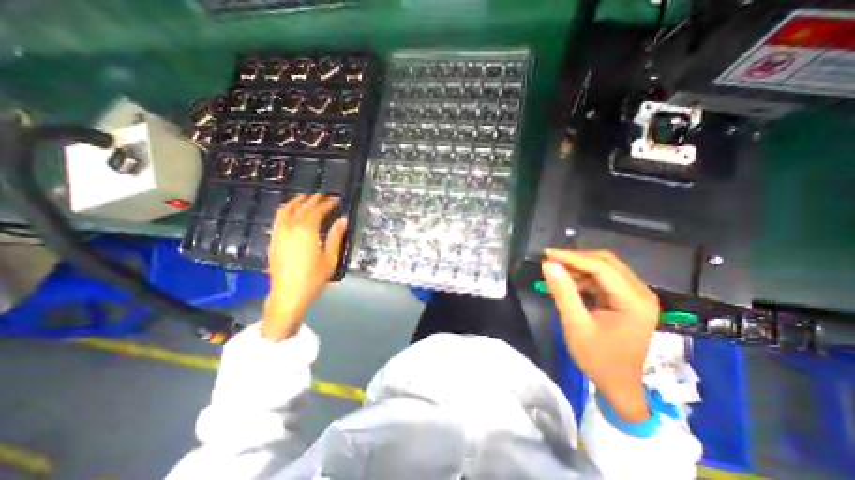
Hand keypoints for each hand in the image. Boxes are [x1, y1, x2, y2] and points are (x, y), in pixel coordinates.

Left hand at [265, 194, 350, 342]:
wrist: (288, 293)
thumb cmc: (313, 277)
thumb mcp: (330, 257)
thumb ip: (335, 236)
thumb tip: (342, 220)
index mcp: (307, 230)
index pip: (317, 211)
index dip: (327, 204)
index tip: (335, 200)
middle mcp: (290, 227)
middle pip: (302, 207)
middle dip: (313, 199)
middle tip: (323, 196)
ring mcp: (279, 233)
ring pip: (286, 210)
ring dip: (297, 201)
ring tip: (305, 198)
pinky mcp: (273, 240)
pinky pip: (278, 218)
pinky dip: (286, 210)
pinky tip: (291, 212)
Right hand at [543, 250, 654, 420]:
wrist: (618, 384)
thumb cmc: (598, 359)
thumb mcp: (576, 325)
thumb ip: (563, 292)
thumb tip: (548, 265)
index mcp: (635, 301)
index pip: (602, 267)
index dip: (572, 257)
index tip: (547, 254)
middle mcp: (641, 293)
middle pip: (606, 262)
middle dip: (575, 259)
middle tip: (550, 261)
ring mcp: (635, 295)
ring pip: (604, 267)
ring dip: (578, 267)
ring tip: (555, 271)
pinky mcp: (626, 298)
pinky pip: (602, 278)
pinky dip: (582, 277)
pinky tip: (567, 282)